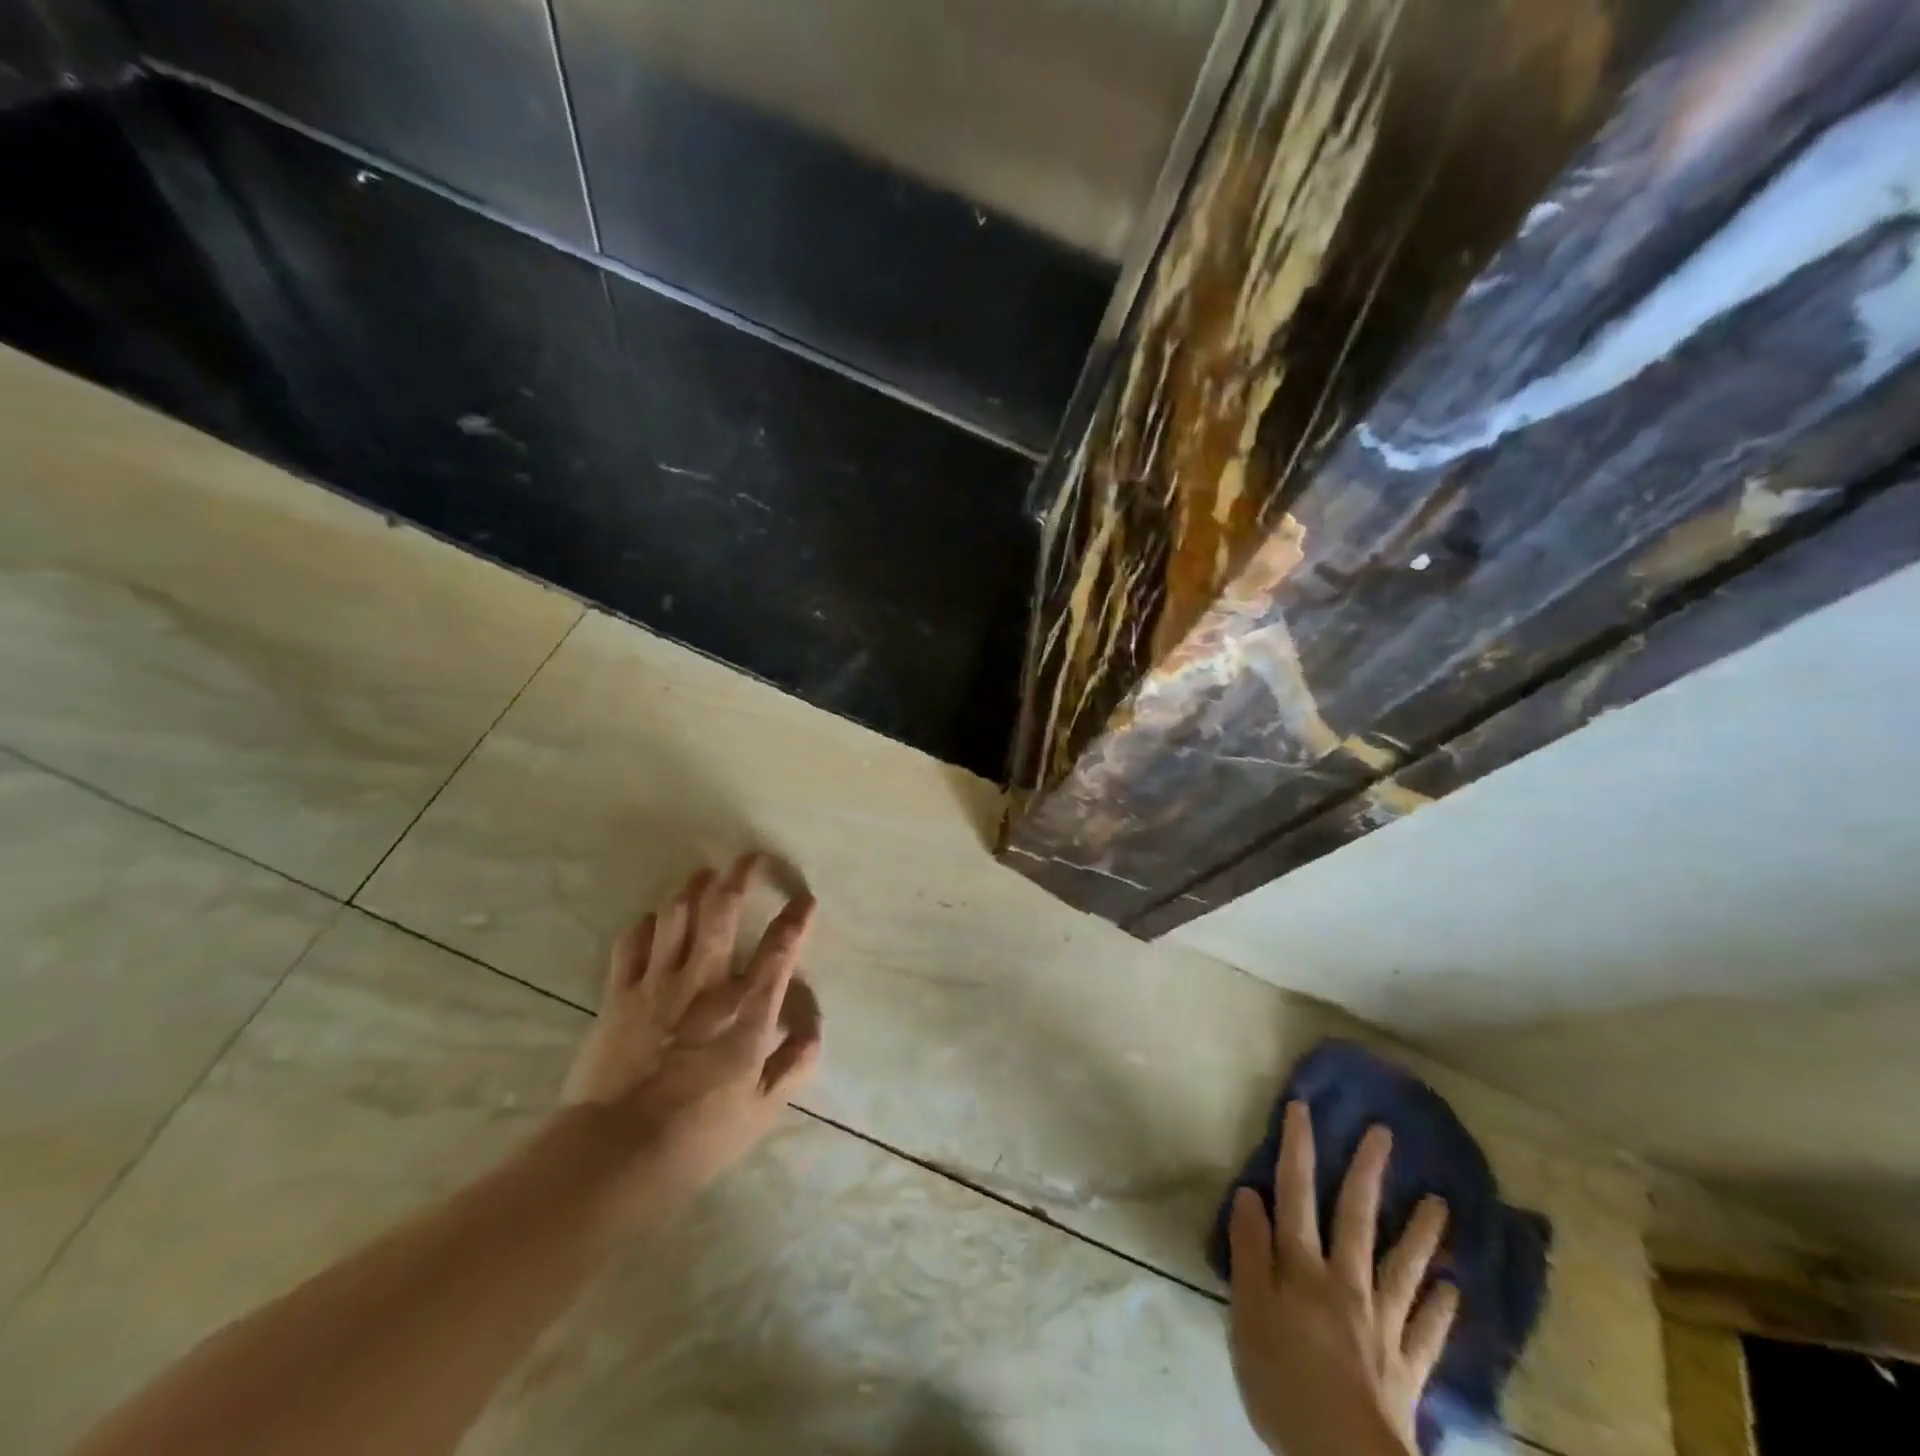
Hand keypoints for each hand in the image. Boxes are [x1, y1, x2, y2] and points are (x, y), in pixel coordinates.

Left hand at [561, 855, 822, 1221]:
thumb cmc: (699, 1134)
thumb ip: (794, 1063)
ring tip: (705, 874)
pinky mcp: (619, 993)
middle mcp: (706, 982)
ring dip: (693, 887)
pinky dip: (647, 923)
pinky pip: (632, 941)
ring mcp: (659, 983)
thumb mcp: (763, 1109)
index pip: (780, 948)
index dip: (797, 918)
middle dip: (740, 875)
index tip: (806, 899)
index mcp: (747, 1008)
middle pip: (723, 909)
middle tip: (750, 857)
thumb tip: (814, 1029)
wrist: (616, 1154)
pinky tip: (656, 920)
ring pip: (677, 913)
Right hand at [1228, 1103, 1458, 1455]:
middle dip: (1367, 1172)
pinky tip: (1455, 1292)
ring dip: (1421, 1234)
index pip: (1296, 1194)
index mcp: (1302, 1268)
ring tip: (1441, 1203)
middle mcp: (1346, 1283)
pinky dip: (1440, 1310)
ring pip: (1403, 1268)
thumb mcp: (1247, 1312)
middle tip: (1385, 1134)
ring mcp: (1382, 1325)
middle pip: (1356, 1218)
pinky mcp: (1406, 1369)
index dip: (1298, 1149)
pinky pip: (1426, 1332)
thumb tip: (1250, 1194)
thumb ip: (1249, 1251)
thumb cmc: (1282, 1381)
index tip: (1303, 1107)